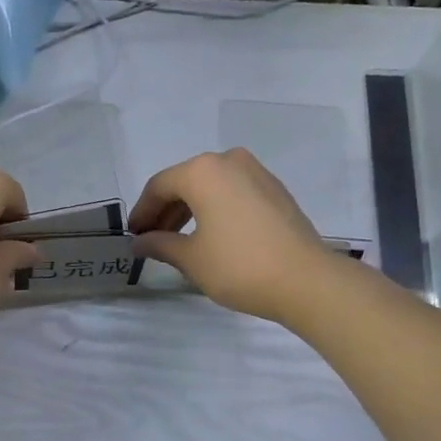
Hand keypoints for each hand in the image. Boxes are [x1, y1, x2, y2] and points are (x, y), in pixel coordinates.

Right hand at [129, 149, 339, 325]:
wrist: (306, 280)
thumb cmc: (239, 266)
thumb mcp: (191, 258)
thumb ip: (160, 244)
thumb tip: (140, 242)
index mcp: (203, 171)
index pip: (159, 186)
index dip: (142, 211)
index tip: (133, 236)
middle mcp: (229, 160)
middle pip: (185, 182)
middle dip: (165, 210)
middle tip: (152, 239)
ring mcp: (256, 172)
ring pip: (211, 186)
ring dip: (190, 210)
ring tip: (179, 240)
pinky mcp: (275, 190)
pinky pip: (233, 192)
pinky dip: (215, 209)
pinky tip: (211, 235)